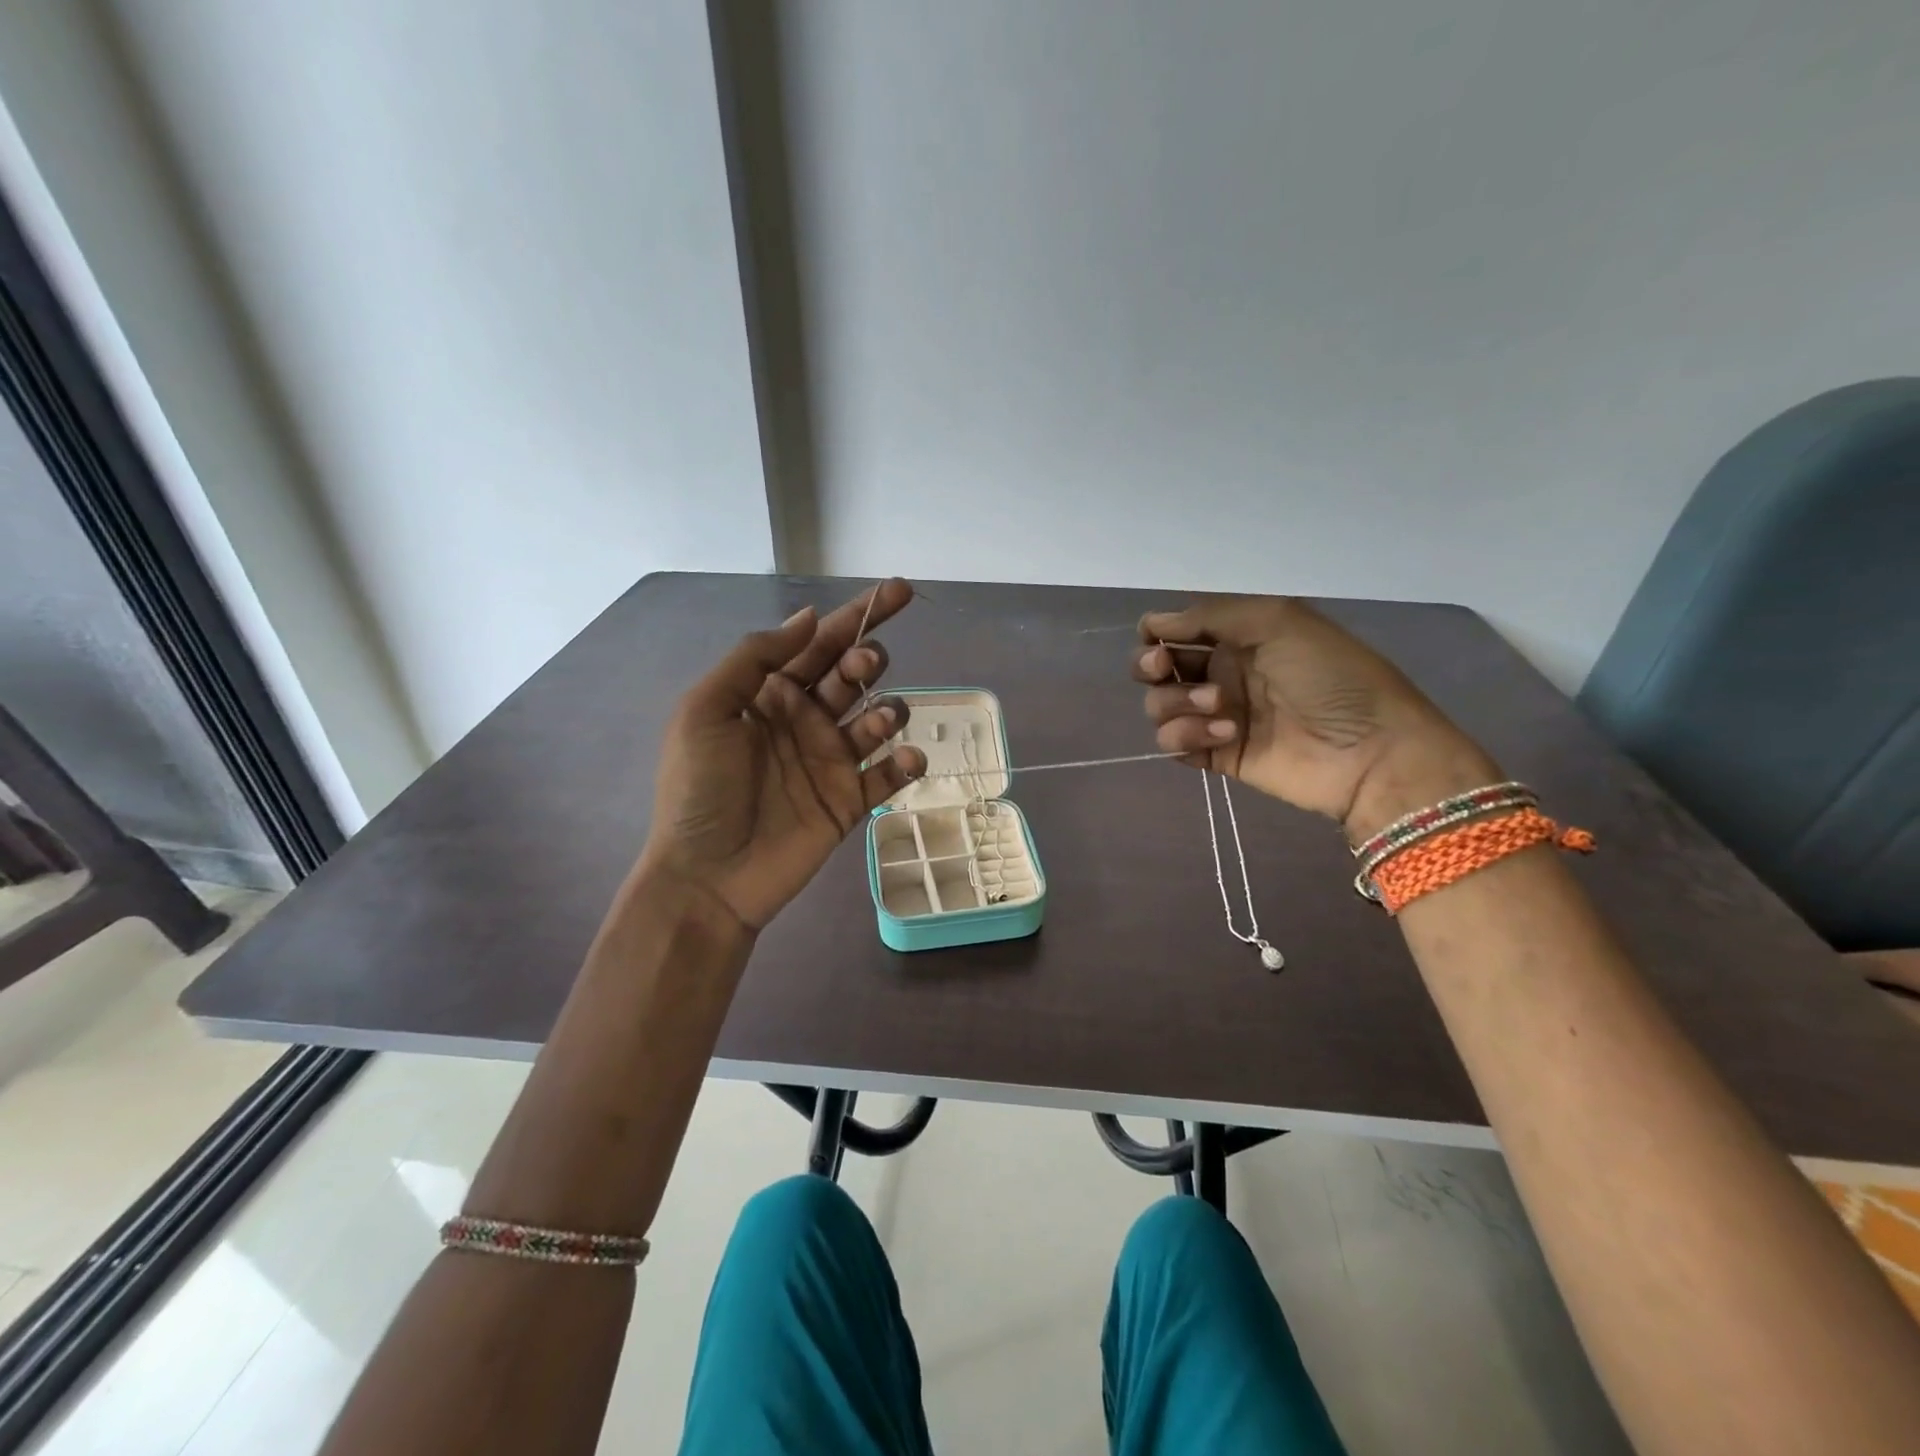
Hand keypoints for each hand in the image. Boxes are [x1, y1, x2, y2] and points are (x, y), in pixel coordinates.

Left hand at [641, 579, 926, 930]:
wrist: (707, 876)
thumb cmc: (699, 790)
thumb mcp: (706, 711)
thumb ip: (755, 658)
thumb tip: (808, 618)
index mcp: (770, 694)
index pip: (819, 643)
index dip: (858, 614)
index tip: (896, 590)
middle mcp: (805, 720)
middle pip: (853, 675)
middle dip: (866, 660)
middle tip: (862, 666)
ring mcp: (831, 761)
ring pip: (877, 719)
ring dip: (886, 710)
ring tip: (873, 722)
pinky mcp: (850, 802)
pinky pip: (888, 776)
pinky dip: (905, 763)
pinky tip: (906, 759)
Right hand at [1135, 596, 1497, 839]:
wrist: (1370, 750)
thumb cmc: (1330, 676)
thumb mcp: (1277, 621)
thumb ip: (1210, 615)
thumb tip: (1154, 625)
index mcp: (1236, 636)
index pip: (1174, 630)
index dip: (1156, 633)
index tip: (1159, 640)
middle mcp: (1221, 672)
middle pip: (1155, 668)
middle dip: (1149, 665)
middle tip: (1164, 667)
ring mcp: (1216, 715)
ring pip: (1159, 706)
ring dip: (1177, 703)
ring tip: (1221, 709)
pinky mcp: (1216, 755)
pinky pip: (1172, 743)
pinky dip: (1186, 736)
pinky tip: (1224, 735)